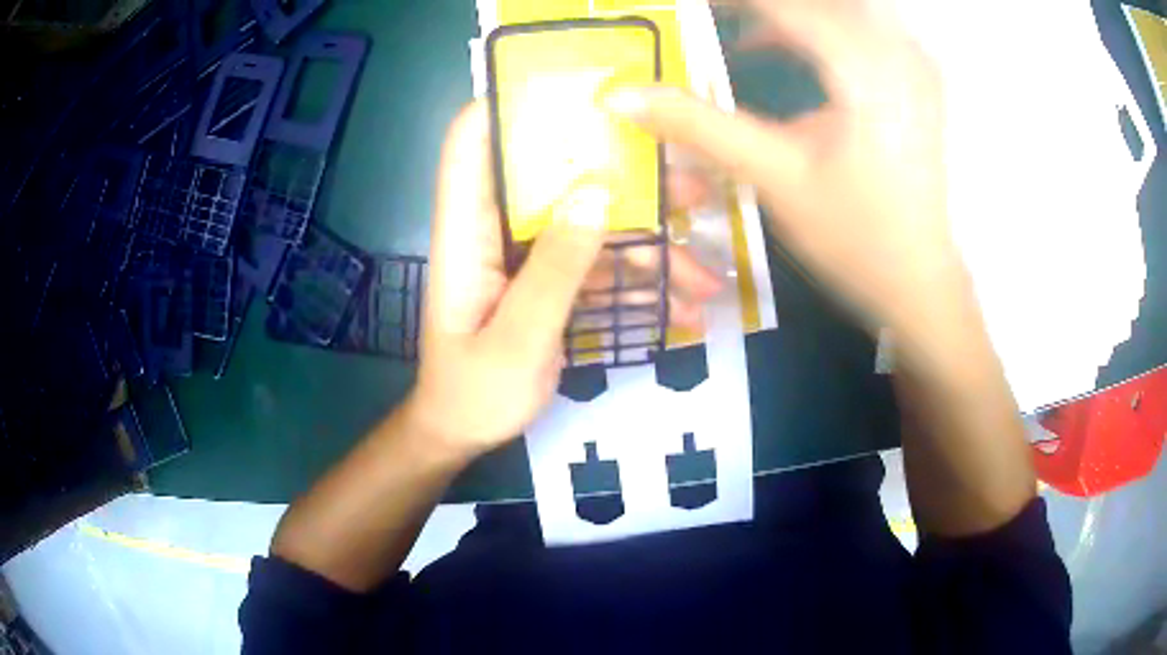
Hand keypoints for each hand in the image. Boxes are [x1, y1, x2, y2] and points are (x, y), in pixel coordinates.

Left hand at [407, 101, 720, 458]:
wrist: (465, 433)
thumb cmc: (474, 391)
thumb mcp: (518, 338)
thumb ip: (555, 268)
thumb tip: (596, 191)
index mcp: (468, 230)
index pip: (472, 141)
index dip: (510, 104)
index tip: (577, 96)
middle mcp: (497, 228)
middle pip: (555, 177)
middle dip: (624, 179)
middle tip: (688, 191)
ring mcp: (528, 255)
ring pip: (591, 224)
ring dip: (650, 246)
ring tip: (705, 279)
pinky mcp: (550, 280)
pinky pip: (600, 265)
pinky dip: (640, 281)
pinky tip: (683, 307)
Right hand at [604, 0, 958, 336]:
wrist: (921, 282)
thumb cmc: (856, 238)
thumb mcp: (774, 178)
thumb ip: (699, 125)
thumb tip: (621, 97)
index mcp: (862, 67)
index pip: (782, 4)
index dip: (728, 0)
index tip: (686, 6)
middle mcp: (896, 50)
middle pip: (819, 1)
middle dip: (762, 6)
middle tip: (717, 18)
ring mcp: (913, 63)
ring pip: (842, 8)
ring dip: (791, 15)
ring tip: (744, 31)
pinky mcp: (918, 80)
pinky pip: (861, 26)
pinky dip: (817, 26)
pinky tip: (786, 46)